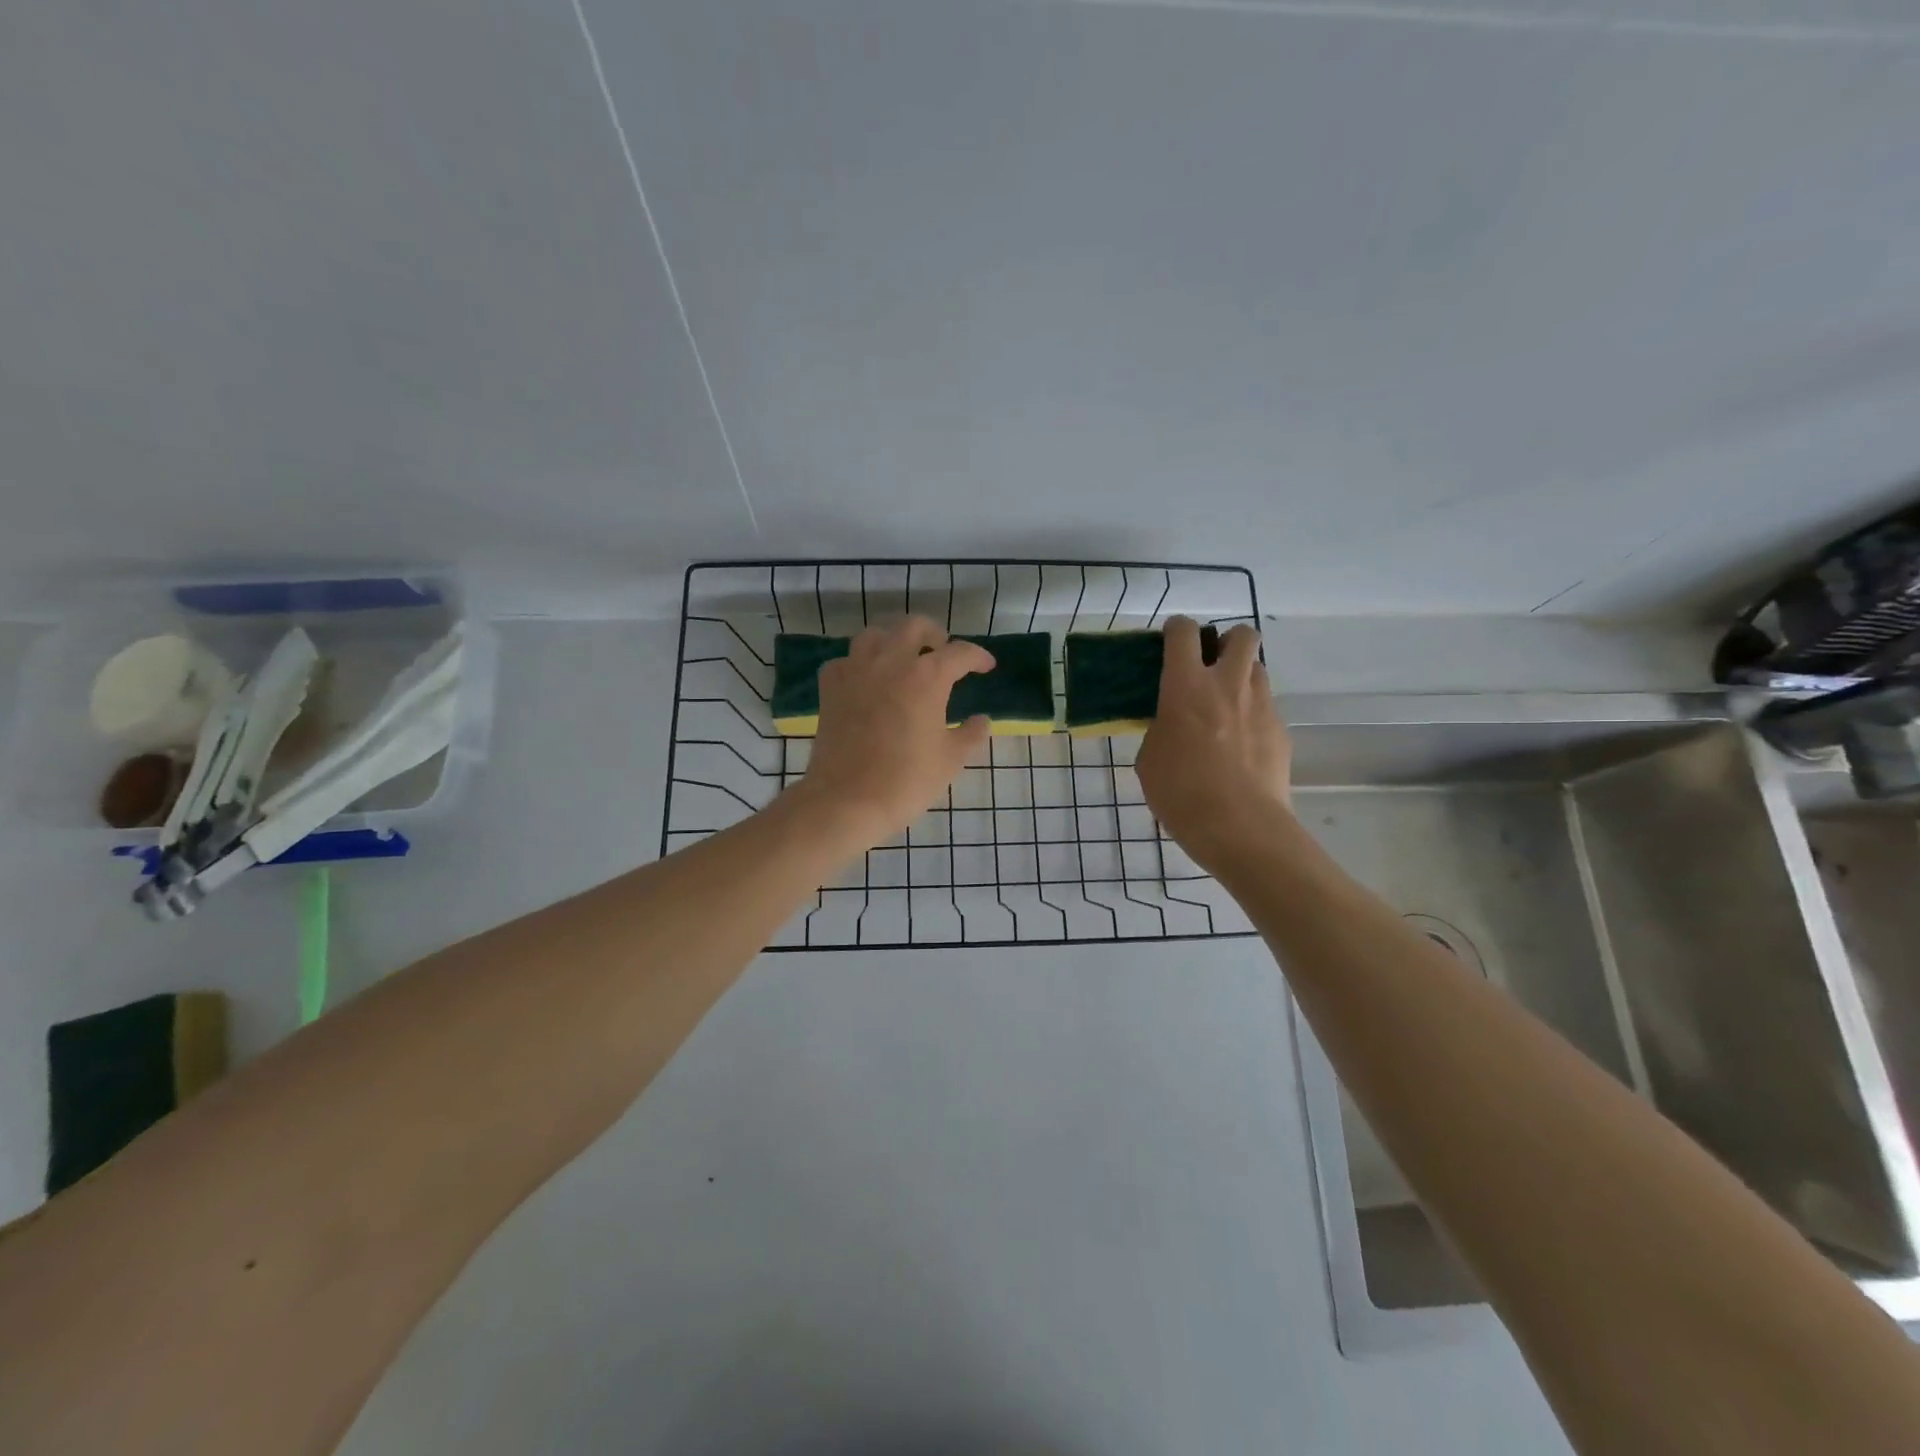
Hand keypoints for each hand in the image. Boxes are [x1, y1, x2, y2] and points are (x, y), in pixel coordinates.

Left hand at [792, 617, 993, 850]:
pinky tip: (866, 680)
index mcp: (927, 676)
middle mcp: (890, 662)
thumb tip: (982, 720)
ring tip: (902, 659)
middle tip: (942, 651)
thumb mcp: (951, 759)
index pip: (959, 653)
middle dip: (934, 634)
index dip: (978, 657)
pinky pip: (845, 661)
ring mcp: (855, 671)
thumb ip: (970, 734)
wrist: (848, 800)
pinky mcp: (830, 688)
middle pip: (914, 627)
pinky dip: (858, 664)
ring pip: (874, 635)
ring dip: (893, 641)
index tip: (986, 666)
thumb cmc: (907, 780)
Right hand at [1135, 617, 1291, 870]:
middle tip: (1210, 667)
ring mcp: (1261, 705)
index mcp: (1186, 686)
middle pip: (1241, 634)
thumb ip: (1161, 728)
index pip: (1184, 632)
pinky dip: (1252, 713)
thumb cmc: (1181, 793)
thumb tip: (1172, 723)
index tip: (1170, 642)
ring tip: (1226, 705)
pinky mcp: (1281, 730)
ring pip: (1257, 668)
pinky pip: (1266, 706)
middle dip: (1226, 641)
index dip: (1176, 629)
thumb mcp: (1150, 758)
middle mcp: (1227, 684)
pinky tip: (1240, 743)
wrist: (1239, 827)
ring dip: (1241, 675)